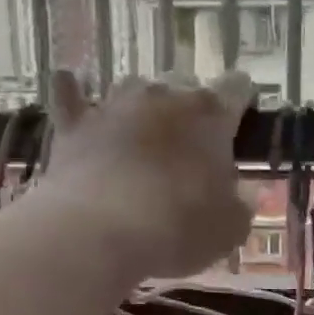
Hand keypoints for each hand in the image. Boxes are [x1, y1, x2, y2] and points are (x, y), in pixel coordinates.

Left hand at [41, 70, 254, 280]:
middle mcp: (164, 96)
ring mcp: (115, 105)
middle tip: (189, 141)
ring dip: (141, 103)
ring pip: (134, 86)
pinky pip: (71, 95)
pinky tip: (68, 86)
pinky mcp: (75, 123)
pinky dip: (73, 92)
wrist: (98, 231)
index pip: (237, 87)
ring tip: (140, 129)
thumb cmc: (177, 228)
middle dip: (189, 105)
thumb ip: (242, 203)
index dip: (241, 99)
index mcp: (211, 114)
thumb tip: (244, 191)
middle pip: (185, 83)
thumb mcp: (230, 228)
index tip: (241, 116)